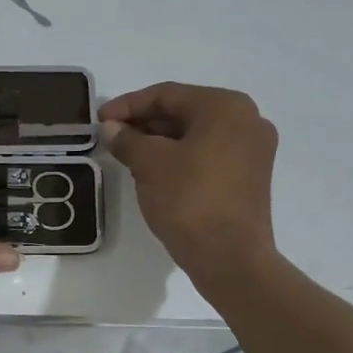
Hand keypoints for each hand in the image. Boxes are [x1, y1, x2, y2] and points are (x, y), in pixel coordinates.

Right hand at [100, 82, 279, 285]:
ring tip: (128, 156)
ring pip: (196, 135)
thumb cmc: (189, 200)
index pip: (167, 95)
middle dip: (145, 124)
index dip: (128, 105)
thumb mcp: (150, 165)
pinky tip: (155, 172)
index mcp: (226, 107)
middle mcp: (247, 120)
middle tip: (112, 138)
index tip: (100, 120)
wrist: (229, 257)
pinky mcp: (250, 177)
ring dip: (160, 142)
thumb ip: (127, 140)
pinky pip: (208, 155)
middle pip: (184, 112)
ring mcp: (253, 150)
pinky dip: (180, 158)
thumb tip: (111, 128)